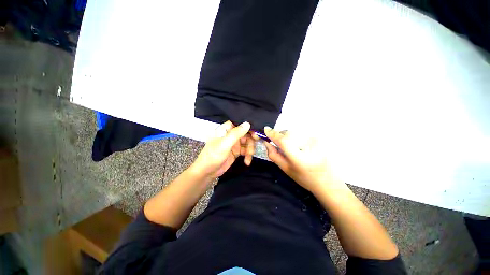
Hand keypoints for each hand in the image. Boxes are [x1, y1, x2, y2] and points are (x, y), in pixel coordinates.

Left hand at [191, 121, 257, 179]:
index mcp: (226, 129)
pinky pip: (246, 151)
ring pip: (247, 142)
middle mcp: (231, 135)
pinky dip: (248, 155)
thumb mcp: (224, 144)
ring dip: (250, 149)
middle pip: (245, 133)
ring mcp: (234, 143)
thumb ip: (236, 133)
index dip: (248, 126)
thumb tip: (247, 123)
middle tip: (254, 145)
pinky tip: (247, 161)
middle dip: (251, 140)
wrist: (207, 172)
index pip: (239, 123)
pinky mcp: (237, 152)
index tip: (255, 132)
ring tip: (248, 157)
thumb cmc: (213, 155)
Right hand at [263, 127, 341, 193]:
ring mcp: (316, 141)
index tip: (266, 129)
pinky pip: (301, 133)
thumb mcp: (286, 169)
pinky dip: (295, 137)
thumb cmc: (304, 178)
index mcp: (300, 159)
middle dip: (280, 135)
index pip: (284, 141)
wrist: (328, 180)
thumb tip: (266, 142)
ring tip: (290, 146)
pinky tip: (299, 145)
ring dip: (287, 136)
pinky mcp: (319, 137)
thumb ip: (274, 155)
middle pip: (288, 134)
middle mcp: (309, 147)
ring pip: (294, 132)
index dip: (273, 134)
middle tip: (278, 143)